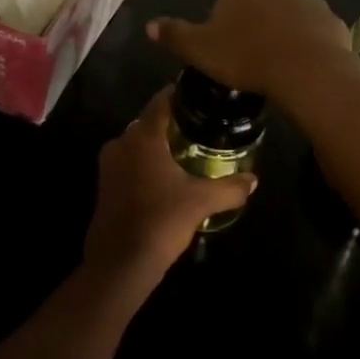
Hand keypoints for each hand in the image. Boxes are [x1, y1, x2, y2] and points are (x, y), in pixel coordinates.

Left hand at [84, 88, 254, 283]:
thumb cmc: (160, 221)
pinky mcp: (105, 185)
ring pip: (137, 143)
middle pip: (148, 121)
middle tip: (199, 127)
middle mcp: (121, 142)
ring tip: (186, 151)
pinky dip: (146, 163)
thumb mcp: (201, 202)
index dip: (179, 94)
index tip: (198, 96)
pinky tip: (166, 177)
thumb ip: (229, 188)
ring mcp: (109, 165)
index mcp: (142, 136)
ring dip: (158, 145)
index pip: (160, 101)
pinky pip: (129, 162)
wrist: (120, 263)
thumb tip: (254, 180)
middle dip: (171, 122)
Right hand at [147, 0, 355, 104]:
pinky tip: (302, 66)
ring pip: (291, 11)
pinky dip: (309, 42)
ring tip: (278, 62)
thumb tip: (149, 25)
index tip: (225, 41)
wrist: (307, 71)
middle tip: (250, 50)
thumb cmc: (246, 56)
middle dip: (257, 16)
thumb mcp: (200, 50)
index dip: (225, 14)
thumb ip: (174, 34)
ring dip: (285, 28)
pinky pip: (315, 29)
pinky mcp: (332, 20)